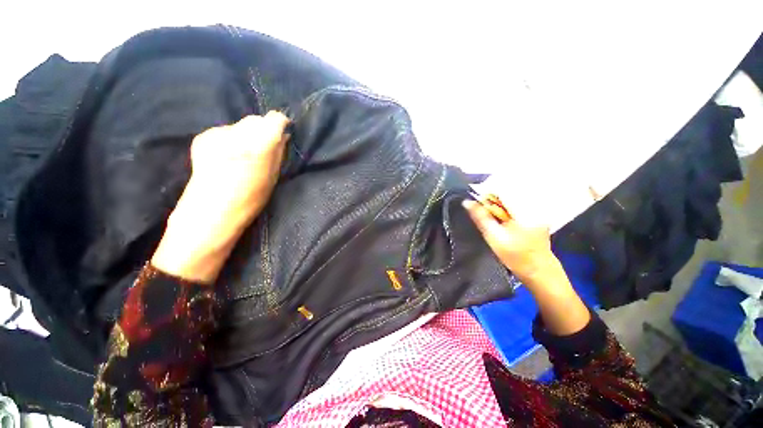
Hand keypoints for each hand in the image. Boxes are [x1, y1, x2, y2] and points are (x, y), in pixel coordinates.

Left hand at [152, 111, 289, 282]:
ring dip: (245, 136)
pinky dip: (230, 140)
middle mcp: (238, 134)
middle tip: (262, 149)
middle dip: (261, 131)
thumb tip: (283, 136)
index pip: (274, 119)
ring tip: (242, 156)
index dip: (280, 124)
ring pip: (240, 125)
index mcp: (260, 145)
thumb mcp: (274, 177)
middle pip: (256, 120)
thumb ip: (279, 153)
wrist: (211, 212)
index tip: (281, 133)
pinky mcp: (202, 137)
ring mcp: (217, 134)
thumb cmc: (250, 199)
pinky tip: (226, 158)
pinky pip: (224, 132)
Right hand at [463, 198, 589, 334]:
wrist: (540, 271)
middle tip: (480, 206)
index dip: (487, 190)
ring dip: (497, 201)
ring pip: (512, 196)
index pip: (504, 188)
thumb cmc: (516, 257)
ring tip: (488, 211)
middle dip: (491, 196)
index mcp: (525, 209)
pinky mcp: (537, 213)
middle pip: (508, 191)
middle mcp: (534, 204)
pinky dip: (505, 206)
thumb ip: (480, 217)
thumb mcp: (494, 237)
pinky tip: (500, 216)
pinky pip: (517, 203)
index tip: (475, 197)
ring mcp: (538, 209)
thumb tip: (467, 202)